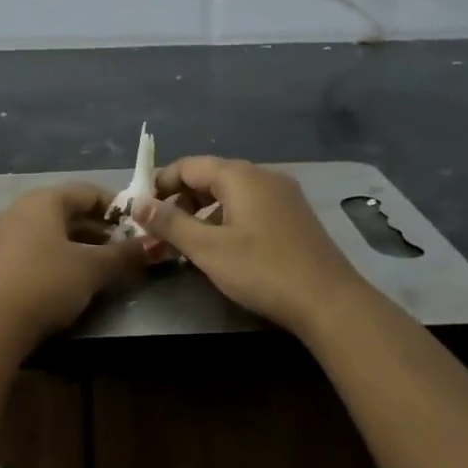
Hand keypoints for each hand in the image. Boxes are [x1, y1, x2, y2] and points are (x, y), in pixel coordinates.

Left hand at [0, 184, 149, 356]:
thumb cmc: (45, 284)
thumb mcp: (93, 270)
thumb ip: (125, 255)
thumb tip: (156, 244)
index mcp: (42, 200)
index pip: (87, 192)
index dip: (115, 208)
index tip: (137, 228)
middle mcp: (14, 210)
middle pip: (63, 213)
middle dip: (94, 232)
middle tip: (119, 253)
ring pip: (42, 235)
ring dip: (69, 248)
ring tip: (91, 272)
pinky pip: (22, 255)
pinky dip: (44, 263)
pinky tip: (53, 288)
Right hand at [137, 157, 375, 338]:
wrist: (330, 301)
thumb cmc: (263, 270)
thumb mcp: (208, 249)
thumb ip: (170, 223)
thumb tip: (137, 204)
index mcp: (239, 175)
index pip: (187, 166)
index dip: (160, 184)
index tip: (140, 209)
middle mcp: (262, 175)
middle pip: (209, 176)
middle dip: (180, 200)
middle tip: (160, 230)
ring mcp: (283, 194)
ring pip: (230, 193)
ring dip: (203, 211)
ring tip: (186, 241)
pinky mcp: (294, 215)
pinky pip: (250, 205)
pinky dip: (227, 218)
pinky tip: (223, 246)